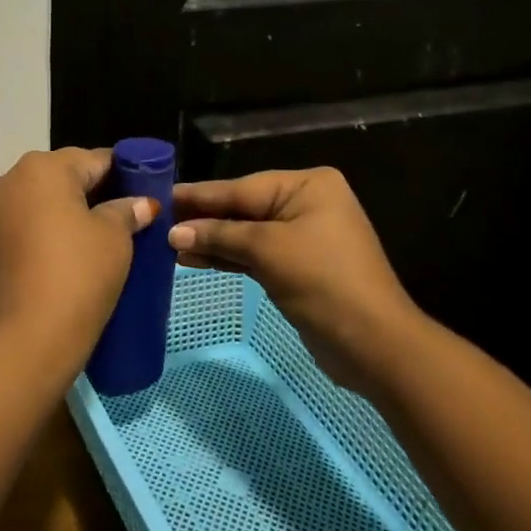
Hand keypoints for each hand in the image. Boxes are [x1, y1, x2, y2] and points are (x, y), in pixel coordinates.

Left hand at [0, 148, 158, 370]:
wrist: (21, 343)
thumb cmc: (76, 276)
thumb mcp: (114, 240)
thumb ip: (126, 211)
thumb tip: (140, 203)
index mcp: (42, 167)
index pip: (95, 159)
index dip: (126, 175)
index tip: (146, 197)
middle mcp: (9, 180)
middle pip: (64, 177)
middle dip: (94, 194)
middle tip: (127, 221)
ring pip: (41, 203)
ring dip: (68, 215)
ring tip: (99, 242)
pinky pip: (24, 227)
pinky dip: (46, 235)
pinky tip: (68, 258)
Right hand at [169, 167, 416, 386]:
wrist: (373, 344)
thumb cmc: (322, 281)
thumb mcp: (266, 250)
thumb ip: (218, 235)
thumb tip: (173, 232)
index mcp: (307, 185)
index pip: (240, 187)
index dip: (199, 195)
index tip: (160, 195)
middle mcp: (306, 203)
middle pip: (242, 208)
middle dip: (202, 219)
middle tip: (157, 221)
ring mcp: (303, 236)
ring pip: (246, 232)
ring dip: (211, 240)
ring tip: (168, 244)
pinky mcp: (298, 265)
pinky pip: (255, 253)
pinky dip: (228, 257)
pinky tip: (194, 259)